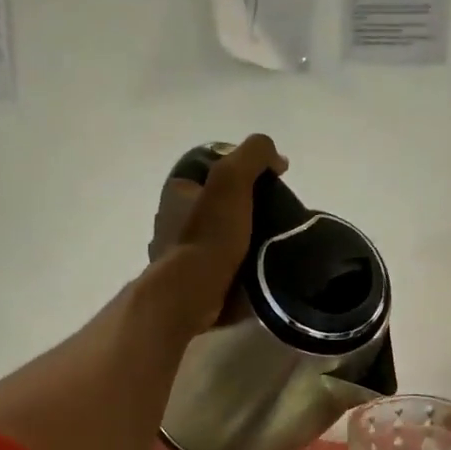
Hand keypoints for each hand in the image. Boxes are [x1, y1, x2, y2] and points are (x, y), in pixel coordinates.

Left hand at [144, 134, 287, 334]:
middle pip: (218, 202)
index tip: (269, 180)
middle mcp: (173, 218)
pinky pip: (221, 263)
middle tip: (277, 213)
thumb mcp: (232, 179)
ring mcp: (180, 252)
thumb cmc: (210, 234)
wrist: (193, 294)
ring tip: (274, 241)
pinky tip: (259, 265)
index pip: (212, 168)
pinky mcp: (192, 280)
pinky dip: (239, 262)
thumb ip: (254, 155)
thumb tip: (277, 158)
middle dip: (245, 205)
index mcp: (177, 190)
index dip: (241, 169)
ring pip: (220, 234)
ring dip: (244, 236)